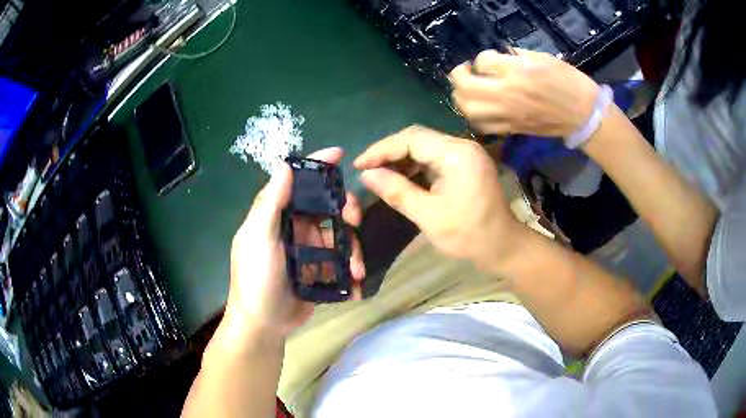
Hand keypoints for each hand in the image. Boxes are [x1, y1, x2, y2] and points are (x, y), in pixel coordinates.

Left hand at [224, 148, 364, 343]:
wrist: (264, 325)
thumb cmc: (256, 279)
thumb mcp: (258, 239)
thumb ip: (270, 204)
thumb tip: (284, 164)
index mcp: (276, 216)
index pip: (297, 182)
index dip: (317, 166)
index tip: (340, 154)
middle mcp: (294, 228)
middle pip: (326, 207)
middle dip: (346, 209)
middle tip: (355, 219)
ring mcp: (308, 251)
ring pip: (339, 236)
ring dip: (352, 248)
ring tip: (356, 270)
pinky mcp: (319, 271)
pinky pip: (341, 262)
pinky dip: (351, 270)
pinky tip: (356, 284)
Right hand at [354, 125, 523, 269]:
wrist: (502, 246)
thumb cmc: (468, 235)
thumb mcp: (428, 215)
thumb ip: (396, 191)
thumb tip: (366, 175)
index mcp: (456, 154)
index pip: (412, 138)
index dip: (382, 149)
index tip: (359, 164)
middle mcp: (462, 146)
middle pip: (418, 138)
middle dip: (390, 153)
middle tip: (367, 171)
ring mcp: (466, 154)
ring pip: (425, 147)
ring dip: (401, 159)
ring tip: (380, 176)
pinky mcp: (466, 164)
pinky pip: (434, 157)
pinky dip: (415, 166)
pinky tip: (402, 179)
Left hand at [450, 49, 599, 137]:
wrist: (584, 115)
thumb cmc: (569, 82)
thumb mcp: (542, 58)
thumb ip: (515, 56)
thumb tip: (497, 58)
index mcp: (518, 71)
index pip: (482, 61)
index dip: (482, 58)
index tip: (490, 59)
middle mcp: (508, 93)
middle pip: (466, 86)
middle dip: (459, 76)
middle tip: (465, 72)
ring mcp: (508, 114)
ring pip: (469, 109)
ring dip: (461, 98)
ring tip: (468, 91)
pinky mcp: (512, 128)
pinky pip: (483, 126)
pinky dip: (474, 116)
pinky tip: (478, 108)